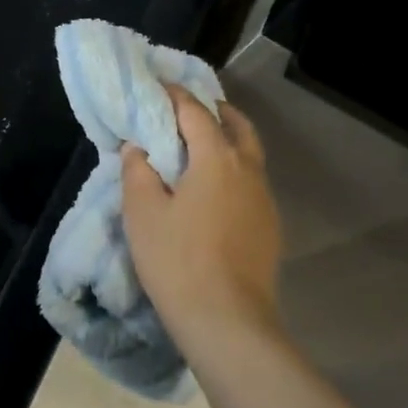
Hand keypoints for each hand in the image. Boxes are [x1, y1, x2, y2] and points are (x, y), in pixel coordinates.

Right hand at [121, 84, 281, 339]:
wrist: (228, 321)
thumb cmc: (177, 260)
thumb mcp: (142, 212)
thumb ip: (138, 170)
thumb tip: (139, 147)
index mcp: (217, 159)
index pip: (195, 112)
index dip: (175, 95)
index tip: (157, 86)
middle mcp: (248, 170)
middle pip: (236, 125)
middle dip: (212, 110)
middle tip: (185, 110)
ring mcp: (264, 199)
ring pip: (248, 153)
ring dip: (226, 139)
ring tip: (197, 147)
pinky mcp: (269, 225)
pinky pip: (251, 181)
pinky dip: (232, 169)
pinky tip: (212, 190)